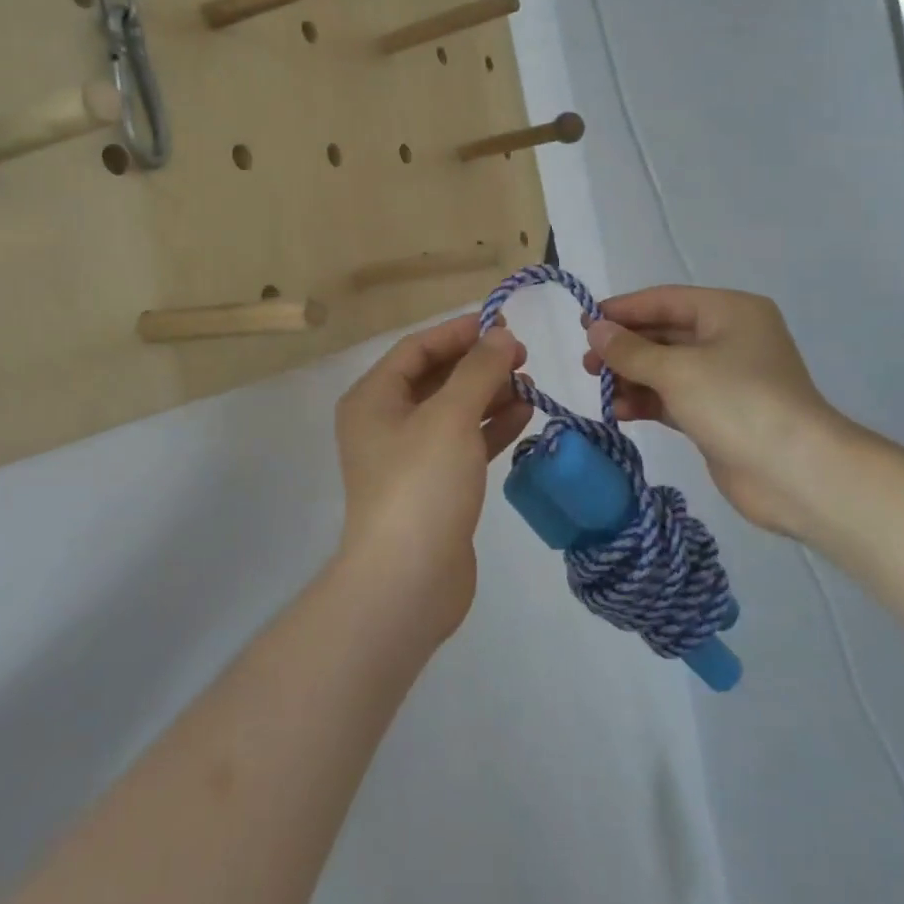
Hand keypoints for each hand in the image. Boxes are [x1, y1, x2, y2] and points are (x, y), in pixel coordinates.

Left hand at [334, 313, 530, 643]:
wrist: (408, 580)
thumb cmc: (421, 483)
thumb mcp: (451, 416)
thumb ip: (478, 370)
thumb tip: (500, 336)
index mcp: (373, 398)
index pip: (417, 348)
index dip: (459, 332)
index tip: (502, 323)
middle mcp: (385, 422)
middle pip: (436, 378)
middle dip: (478, 364)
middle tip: (522, 355)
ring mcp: (409, 457)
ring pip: (453, 411)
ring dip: (489, 394)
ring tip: (529, 383)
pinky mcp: (434, 486)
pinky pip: (464, 442)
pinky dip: (491, 426)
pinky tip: (524, 414)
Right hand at [581, 286, 848, 536]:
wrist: (796, 474)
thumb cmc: (737, 403)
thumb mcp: (676, 370)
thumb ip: (630, 349)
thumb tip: (594, 329)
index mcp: (729, 312)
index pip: (665, 300)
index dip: (623, 310)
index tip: (584, 322)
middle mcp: (728, 338)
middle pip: (664, 334)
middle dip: (624, 348)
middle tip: (587, 363)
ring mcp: (725, 379)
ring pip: (665, 368)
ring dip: (631, 377)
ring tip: (600, 390)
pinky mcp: (717, 414)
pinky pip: (672, 398)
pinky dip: (646, 401)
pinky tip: (619, 412)